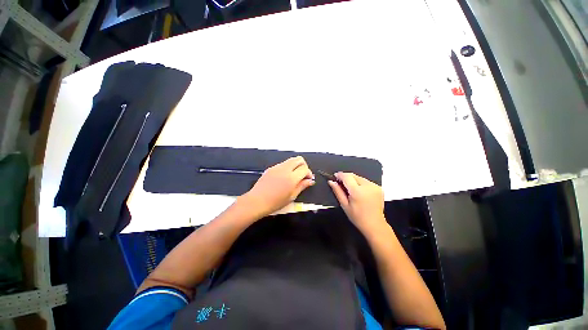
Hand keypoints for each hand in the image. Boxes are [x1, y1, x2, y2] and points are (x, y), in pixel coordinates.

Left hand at [243, 156, 314, 217]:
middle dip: (304, 166)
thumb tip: (310, 180)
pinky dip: (288, 167)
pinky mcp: (271, 168)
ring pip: (291, 160)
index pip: (305, 168)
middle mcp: (285, 169)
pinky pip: (283, 164)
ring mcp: (277, 167)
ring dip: (295, 166)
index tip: (308, 179)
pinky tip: (284, 177)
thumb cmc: (275, 202)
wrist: (257, 201)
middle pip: (299, 159)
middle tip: (302, 175)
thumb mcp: (292, 196)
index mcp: (291, 178)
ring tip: (294, 177)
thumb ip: (302, 186)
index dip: (309, 173)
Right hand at [329, 172, 385, 234]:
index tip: (335, 176)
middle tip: (341, 184)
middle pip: (354, 175)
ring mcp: (375, 186)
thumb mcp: (344, 205)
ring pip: (360, 177)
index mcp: (358, 191)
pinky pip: (366, 181)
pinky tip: (359, 191)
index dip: (340, 175)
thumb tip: (331, 182)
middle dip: (346, 178)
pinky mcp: (379, 188)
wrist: (375, 225)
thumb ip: (337, 191)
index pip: (347, 177)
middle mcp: (367, 186)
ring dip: (353, 180)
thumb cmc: (358, 217)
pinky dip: (361, 184)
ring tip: (351, 189)